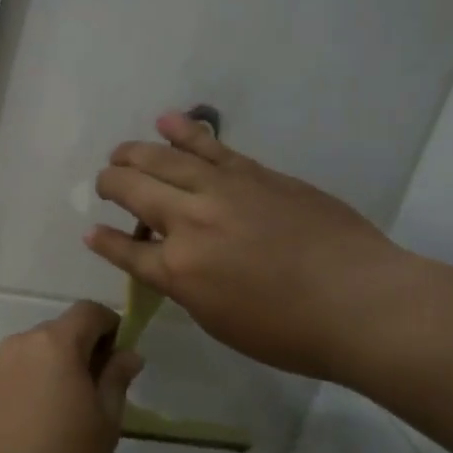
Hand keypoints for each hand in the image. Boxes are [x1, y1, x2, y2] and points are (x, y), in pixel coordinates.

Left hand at [0, 302, 143, 452]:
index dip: (110, 326)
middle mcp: (20, 344)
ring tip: (66, 412)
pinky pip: (13, 374)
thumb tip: (128, 354)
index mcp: (55, 343)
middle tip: (98, 392)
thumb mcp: (106, 422)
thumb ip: (116, 379)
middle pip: (59, 331)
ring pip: (34, 353)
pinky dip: (31, 385)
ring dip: (54, 368)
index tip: (119, 359)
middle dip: (82, 349)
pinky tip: (37, 425)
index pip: (88, 311)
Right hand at [87, 112, 422, 381]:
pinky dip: (183, 130)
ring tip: (120, 152)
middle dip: (111, 185)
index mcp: (179, 271)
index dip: (105, 242)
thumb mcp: (222, 322)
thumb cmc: (291, 332)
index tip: (92, 233)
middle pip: (134, 191)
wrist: (360, 301)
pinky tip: (165, 121)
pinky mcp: (253, 173)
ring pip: (163, 159)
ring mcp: (222, 191)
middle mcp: (189, 222)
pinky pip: (208, 146)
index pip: (127, 251)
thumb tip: (172, 264)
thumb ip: (188, 288)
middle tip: (105, 184)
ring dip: (134, 152)